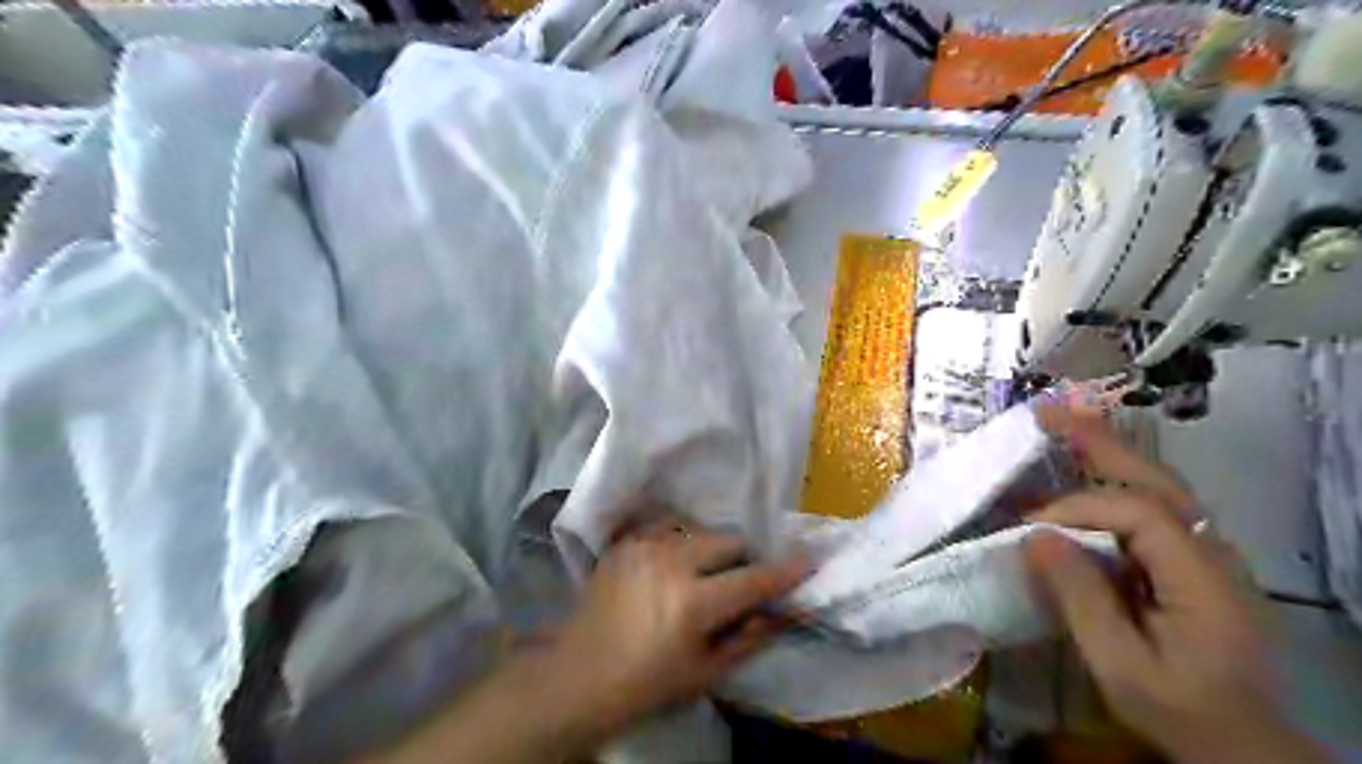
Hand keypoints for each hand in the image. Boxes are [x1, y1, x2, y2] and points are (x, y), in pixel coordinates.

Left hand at [545, 517, 805, 736]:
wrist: (578, 677)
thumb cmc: (648, 684)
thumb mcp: (706, 672)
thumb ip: (751, 637)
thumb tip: (788, 610)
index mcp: (693, 602)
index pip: (754, 579)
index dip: (786, 571)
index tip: (810, 560)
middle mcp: (670, 562)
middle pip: (729, 540)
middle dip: (743, 558)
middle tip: (739, 581)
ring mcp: (643, 546)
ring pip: (699, 529)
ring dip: (711, 547)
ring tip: (702, 573)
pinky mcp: (624, 542)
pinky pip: (666, 525)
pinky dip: (680, 538)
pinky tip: (674, 561)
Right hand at [1027, 406, 1326, 763]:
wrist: (1242, 744)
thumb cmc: (1181, 711)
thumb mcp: (1122, 666)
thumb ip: (1080, 598)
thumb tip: (1034, 537)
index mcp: (1203, 578)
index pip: (1138, 515)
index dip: (1080, 509)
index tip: (1031, 528)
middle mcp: (1212, 551)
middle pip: (1155, 479)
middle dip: (1100, 440)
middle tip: (1048, 411)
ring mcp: (1204, 553)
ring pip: (1155, 486)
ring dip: (1105, 452)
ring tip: (1059, 425)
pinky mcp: (1189, 560)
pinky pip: (1147, 508)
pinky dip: (1111, 482)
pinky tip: (1081, 473)